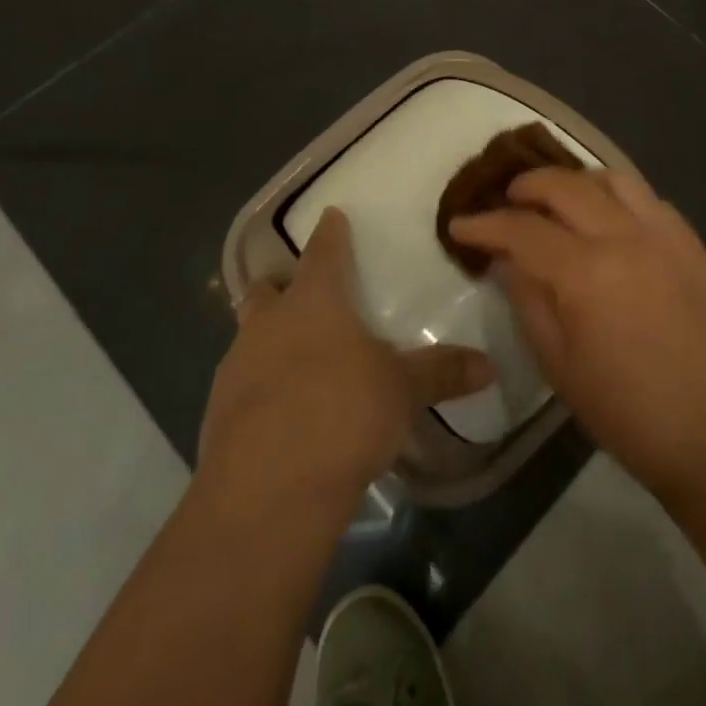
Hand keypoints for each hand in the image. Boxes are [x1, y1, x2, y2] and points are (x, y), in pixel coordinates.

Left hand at [199, 209, 493, 509]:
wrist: (267, 490)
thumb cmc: (342, 412)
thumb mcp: (402, 391)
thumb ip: (441, 373)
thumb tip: (489, 364)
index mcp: (313, 302)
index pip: (322, 252)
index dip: (330, 233)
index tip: (332, 215)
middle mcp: (268, 324)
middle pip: (266, 290)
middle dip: (280, 286)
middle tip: (300, 293)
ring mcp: (235, 369)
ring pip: (248, 337)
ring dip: (267, 339)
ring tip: (296, 359)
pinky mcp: (216, 416)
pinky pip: (239, 386)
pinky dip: (258, 389)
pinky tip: (282, 412)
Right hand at [450, 167, 705, 501]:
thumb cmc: (624, 410)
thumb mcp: (556, 363)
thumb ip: (526, 299)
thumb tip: (506, 258)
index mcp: (586, 273)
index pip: (522, 229)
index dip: (485, 224)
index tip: (460, 224)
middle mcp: (625, 237)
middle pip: (564, 186)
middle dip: (525, 187)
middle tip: (506, 203)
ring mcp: (664, 234)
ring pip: (611, 178)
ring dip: (575, 183)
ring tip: (558, 203)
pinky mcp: (691, 242)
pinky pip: (647, 198)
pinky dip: (617, 197)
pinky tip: (607, 221)